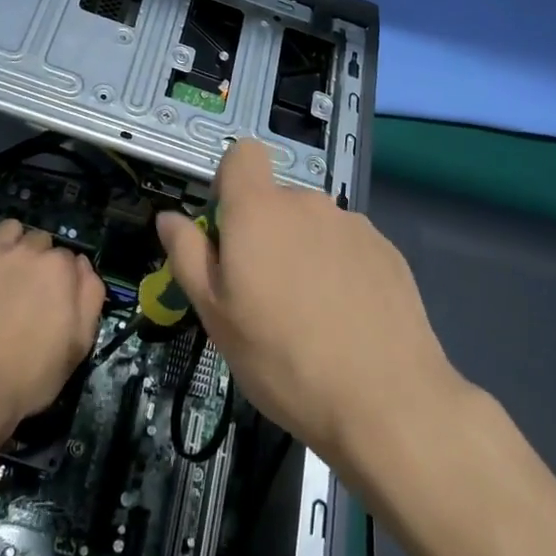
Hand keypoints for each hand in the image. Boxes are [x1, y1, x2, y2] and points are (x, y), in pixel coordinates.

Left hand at [0, 221, 104, 444]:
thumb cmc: (30, 375)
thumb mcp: (79, 344)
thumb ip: (89, 296)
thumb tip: (82, 265)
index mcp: (59, 267)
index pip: (67, 258)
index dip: (60, 279)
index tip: (50, 300)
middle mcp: (27, 250)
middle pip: (38, 241)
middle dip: (36, 260)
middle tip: (25, 290)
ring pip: (8, 231)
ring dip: (9, 246)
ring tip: (0, 273)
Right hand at [157, 140, 458, 470]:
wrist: (386, 401)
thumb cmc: (283, 358)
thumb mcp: (217, 316)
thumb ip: (188, 256)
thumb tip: (168, 218)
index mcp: (259, 210)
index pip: (243, 154)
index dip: (230, 183)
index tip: (228, 233)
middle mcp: (308, 203)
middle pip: (277, 200)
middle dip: (265, 233)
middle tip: (264, 296)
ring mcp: (352, 224)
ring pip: (313, 226)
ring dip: (304, 252)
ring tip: (310, 315)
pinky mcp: (387, 250)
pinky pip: (348, 246)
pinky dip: (340, 269)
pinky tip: (346, 319)